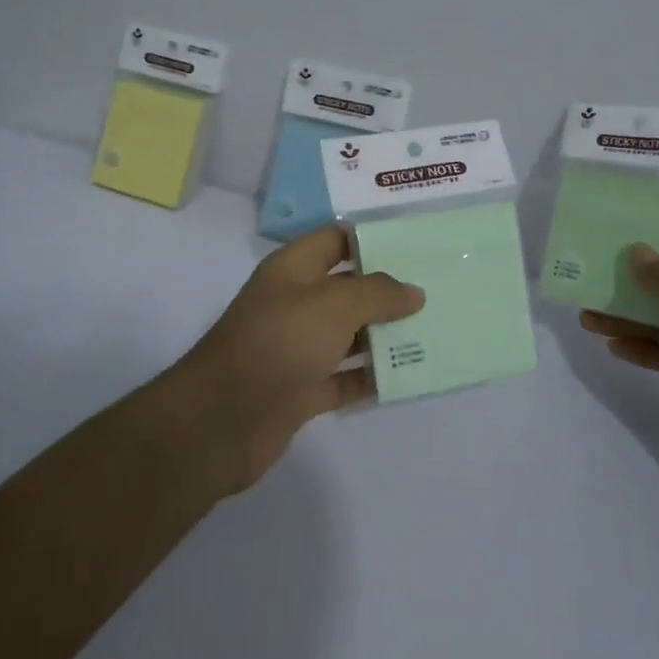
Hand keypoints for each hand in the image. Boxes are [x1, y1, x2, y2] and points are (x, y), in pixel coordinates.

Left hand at [171, 224, 423, 491]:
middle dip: (389, 289)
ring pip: (350, 334)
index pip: (336, 239)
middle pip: (348, 287)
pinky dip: (372, 377)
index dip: (373, 237)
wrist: (221, 421)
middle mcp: (295, 303)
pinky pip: (346, 377)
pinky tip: (408, 376)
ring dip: (386, 335)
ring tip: (434, 331)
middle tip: (437, 290)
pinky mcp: (302, 389)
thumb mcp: (333, 304)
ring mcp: (297, 347)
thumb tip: (414, 292)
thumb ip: (378, 293)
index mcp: (294, 269)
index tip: (416, 243)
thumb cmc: (278, 343)